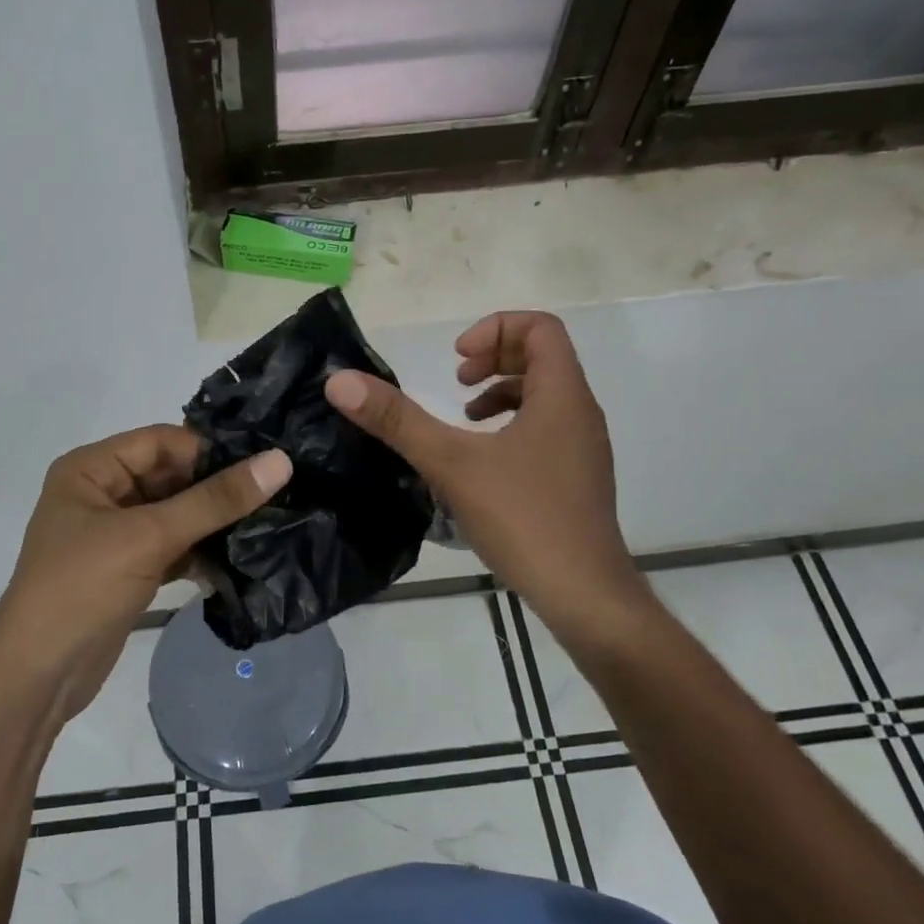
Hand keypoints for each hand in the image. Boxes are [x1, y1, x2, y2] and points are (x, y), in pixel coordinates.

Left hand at [0, 427, 290, 724]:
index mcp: (91, 469)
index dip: (209, 450)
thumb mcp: (149, 537)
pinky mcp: (128, 568)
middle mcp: (101, 493)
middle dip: (216, 488)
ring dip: (212, 521)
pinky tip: (239, 560)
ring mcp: (114, 533)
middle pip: (170, 476)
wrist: (37, 678)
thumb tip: (280, 461)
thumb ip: (214, 500)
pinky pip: (172, 546)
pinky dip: (200, 551)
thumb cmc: (82, 588)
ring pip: (175, 513)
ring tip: (267, 524)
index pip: (162, 441)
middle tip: (276, 493)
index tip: (262, 464)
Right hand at [324, 311, 637, 626]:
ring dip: (501, 392)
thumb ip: (397, 420)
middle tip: (457, 381)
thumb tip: (340, 382)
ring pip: (546, 395)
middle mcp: (580, 412)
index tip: (457, 361)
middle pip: (543, 356)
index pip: (540, 328)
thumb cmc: (523, 518)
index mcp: (562, 395)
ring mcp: (583, 448)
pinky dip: (512, 426)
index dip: (495, 328)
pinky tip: (482, 461)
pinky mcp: (577, 478)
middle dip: (495, 358)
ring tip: (464, 418)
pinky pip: (547, 428)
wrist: (584, 595)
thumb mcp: (451, 463)